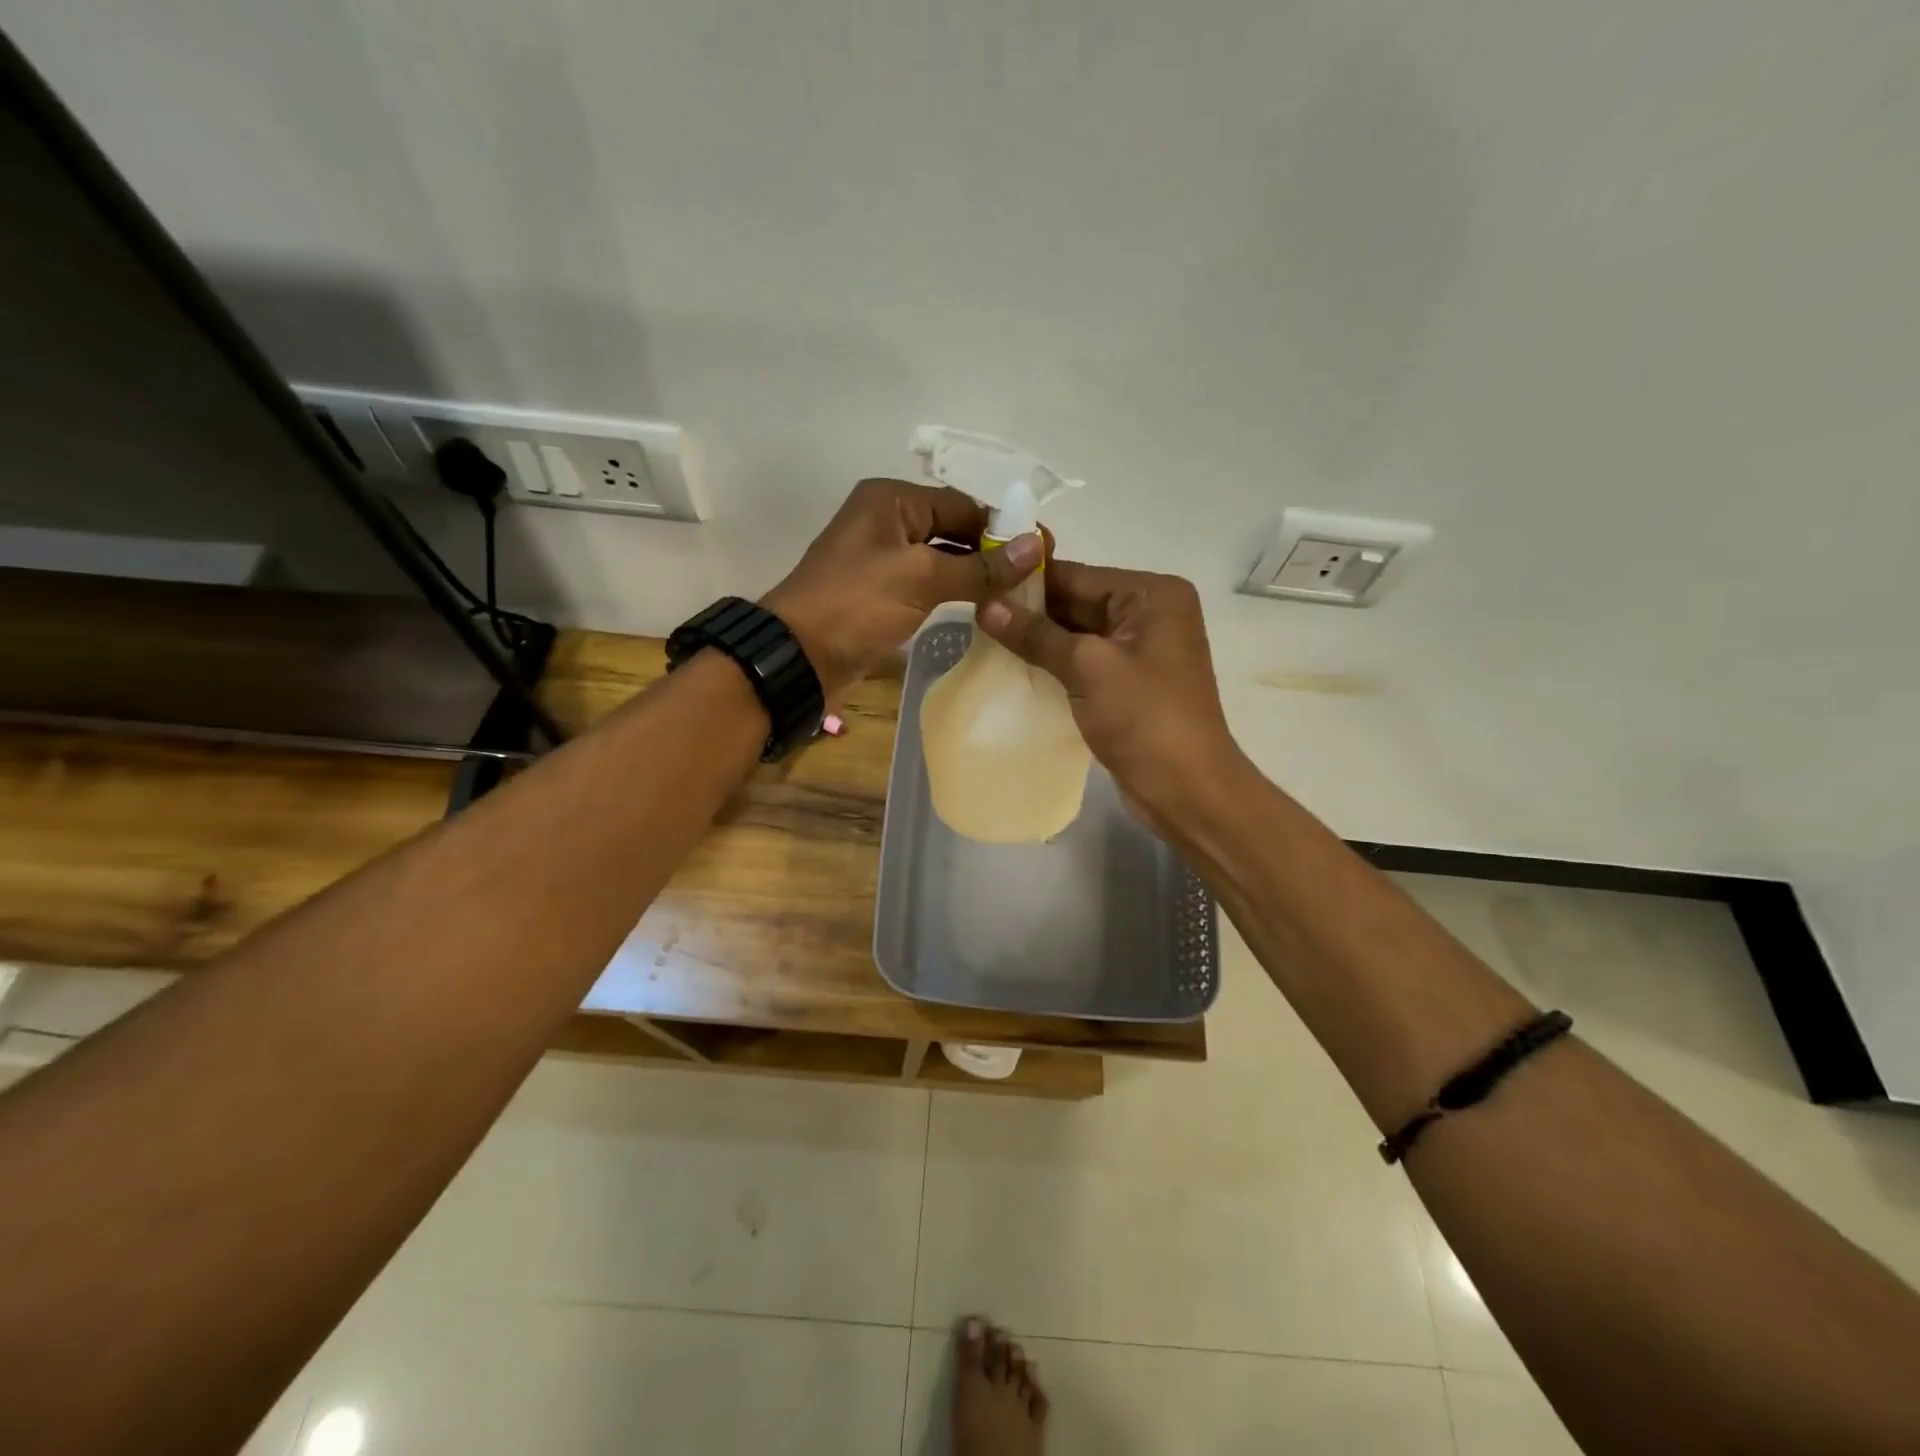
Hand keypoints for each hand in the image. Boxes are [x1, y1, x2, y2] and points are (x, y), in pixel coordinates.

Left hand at [764, 478, 1042, 703]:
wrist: (799, 656)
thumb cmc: (856, 605)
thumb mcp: (921, 579)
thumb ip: (980, 566)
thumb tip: (1036, 546)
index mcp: (892, 499)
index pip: (963, 504)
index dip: (1004, 528)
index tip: (1044, 552)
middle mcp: (888, 520)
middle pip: (954, 528)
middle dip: (992, 552)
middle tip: (1037, 578)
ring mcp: (884, 557)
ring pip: (943, 558)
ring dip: (976, 574)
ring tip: (1020, 595)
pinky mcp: (883, 591)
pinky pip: (929, 583)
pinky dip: (955, 591)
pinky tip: (986, 608)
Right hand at [975, 561, 1240, 831]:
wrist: (1187, 790)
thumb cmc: (1144, 718)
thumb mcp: (1087, 668)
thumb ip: (1036, 634)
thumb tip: (984, 605)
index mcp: (1153, 595)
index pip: (1077, 576)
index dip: (1026, 583)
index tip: (976, 586)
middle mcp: (1151, 613)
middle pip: (1077, 603)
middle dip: (1029, 613)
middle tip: (973, 617)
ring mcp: (1141, 651)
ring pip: (1077, 635)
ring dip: (1037, 642)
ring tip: (982, 641)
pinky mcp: (1130, 684)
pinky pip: (1084, 663)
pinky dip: (1053, 666)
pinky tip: (1013, 669)